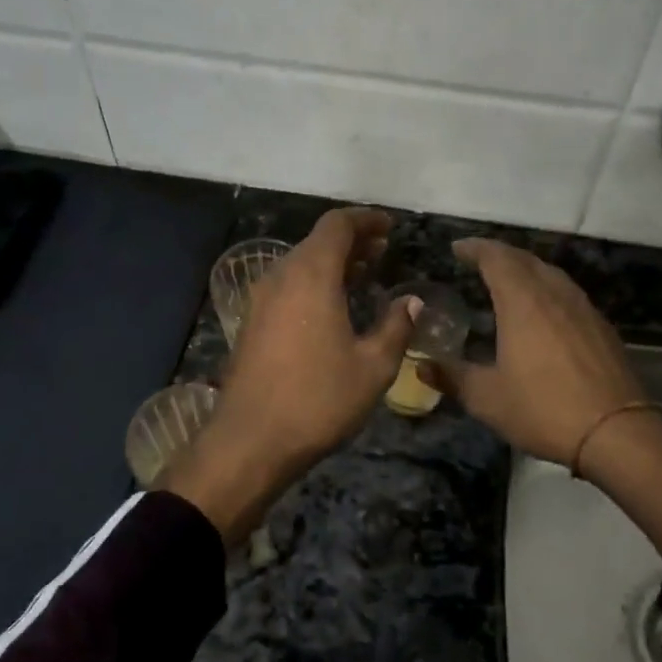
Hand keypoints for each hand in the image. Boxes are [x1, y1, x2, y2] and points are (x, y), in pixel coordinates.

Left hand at [157, 208, 419, 545]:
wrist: (250, 441)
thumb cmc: (318, 399)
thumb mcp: (373, 367)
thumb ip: (396, 326)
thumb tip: (411, 301)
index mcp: (311, 275)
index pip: (337, 225)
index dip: (366, 219)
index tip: (389, 226)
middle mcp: (281, 276)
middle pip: (317, 242)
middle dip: (352, 241)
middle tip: (382, 251)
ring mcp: (261, 299)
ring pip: (300, 264)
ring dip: (332, 263)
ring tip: (363, 274)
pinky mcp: (251, 323)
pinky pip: (287, 286)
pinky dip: (314, 283)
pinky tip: (332, 307)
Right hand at [424, 238, 661, 551]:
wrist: (617, 432)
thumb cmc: (543, 409)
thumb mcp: (487, 398)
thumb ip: (452, 377)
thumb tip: (421, 366)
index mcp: (522, 301)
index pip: (496, 258)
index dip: (475, 248)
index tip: (457, 248)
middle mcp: (553, 294)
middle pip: (524, 259)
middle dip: (498, 254)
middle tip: (477, 260)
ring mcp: (582, 307)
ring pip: (550, 273)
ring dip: (525, 268)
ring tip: (507, 280)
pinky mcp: (601, 326)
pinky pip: (567, 292)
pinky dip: (546, 288)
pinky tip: (542, 309)